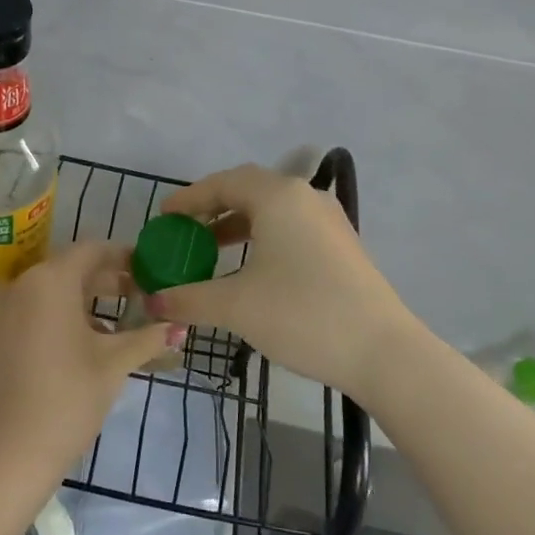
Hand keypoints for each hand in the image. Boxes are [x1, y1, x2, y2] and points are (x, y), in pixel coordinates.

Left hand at [0, 241, 177, 473]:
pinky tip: (71, 350)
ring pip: (44, 295)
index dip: (122, 257)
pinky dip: (49, 321)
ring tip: (109, 331)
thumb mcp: (113, 366)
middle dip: (103, 283)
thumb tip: (176, 327)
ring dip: (77, 304)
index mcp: (49, 280)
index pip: (91, 251)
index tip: (145, 270)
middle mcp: (17, 285)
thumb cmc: (66, 400)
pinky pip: (23, 315)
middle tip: (136, 299)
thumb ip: (146, 339)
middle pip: (67, 271)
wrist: (2, 456)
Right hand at [147, 164, 416, 402]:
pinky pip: (291, 227)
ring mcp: (328, 220)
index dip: (189, 198)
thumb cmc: (302, 315)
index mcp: (278, 197)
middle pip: (248, 190)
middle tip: (184, 231)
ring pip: (272, 209)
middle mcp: (305, 197)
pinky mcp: (342, 244)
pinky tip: (251, 268)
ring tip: (211, 250)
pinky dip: (263, 237)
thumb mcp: (236, 306)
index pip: (223, 183)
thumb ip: (188, 298)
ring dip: (237, 224)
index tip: (163, 217)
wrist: (383, 352)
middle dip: (212, 208)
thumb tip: (151, 303)